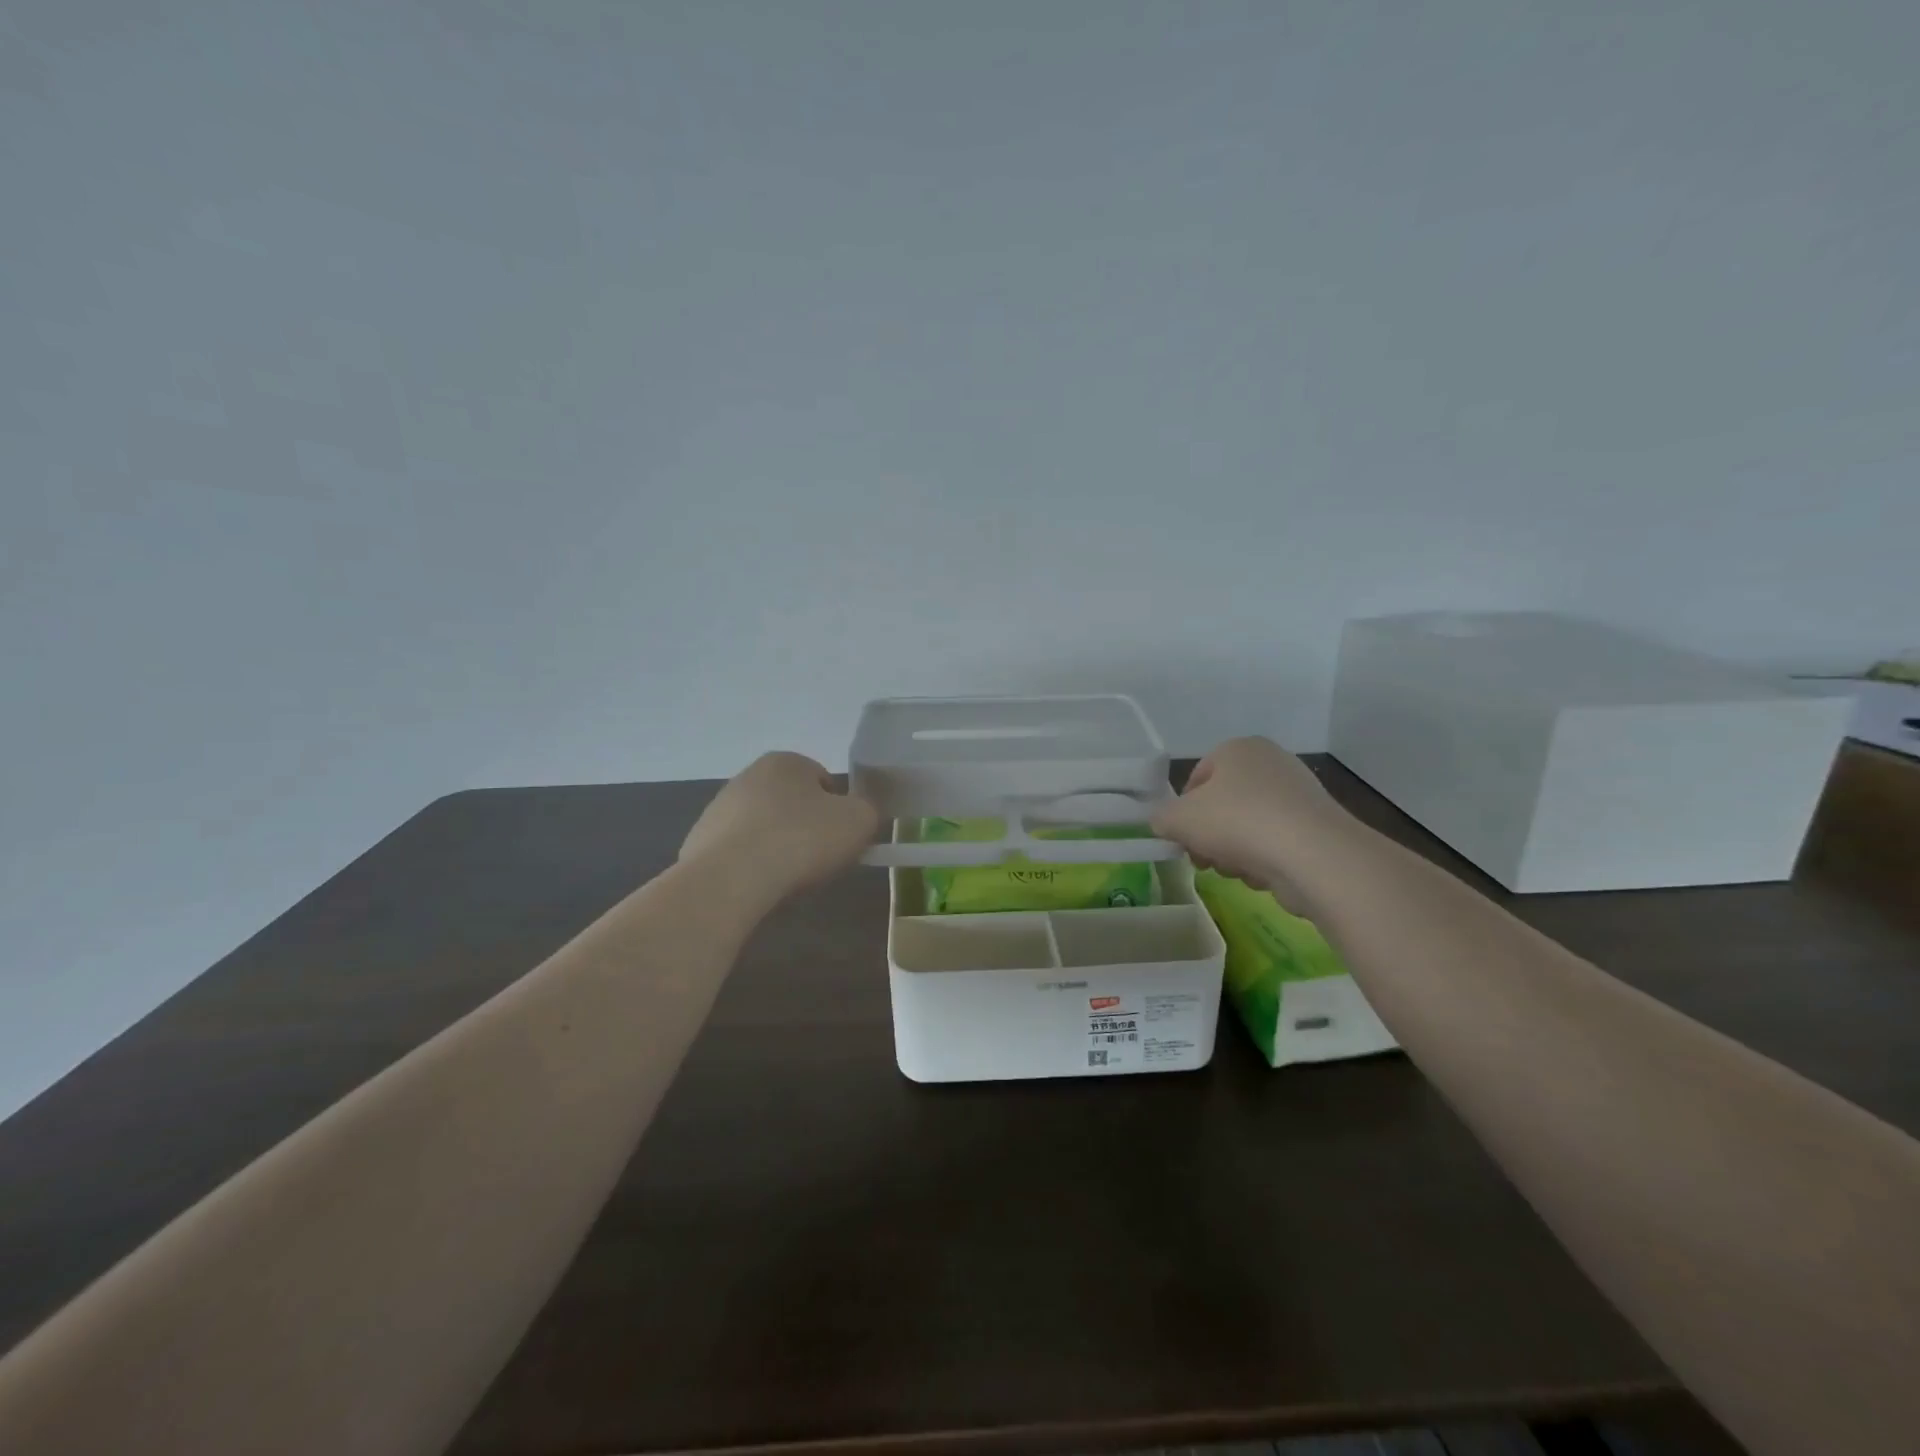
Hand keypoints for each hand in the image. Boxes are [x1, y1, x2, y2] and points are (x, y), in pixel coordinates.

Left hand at [680, 752, 879, 905]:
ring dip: (777, 848)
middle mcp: (748, 776)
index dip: (839, 812)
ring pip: (764, 829)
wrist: (730, 879)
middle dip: (806, 829)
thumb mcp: (858, 821)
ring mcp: (718, 809)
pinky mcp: (699, 842)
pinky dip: (750, 867)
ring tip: (787, 879)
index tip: (841, 840)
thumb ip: (867, 811)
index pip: (824, 781)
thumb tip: (857, 815)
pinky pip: (738, 854)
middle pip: (792, 804)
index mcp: (786, 762)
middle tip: (819, 860)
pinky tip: (757, 886)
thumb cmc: (801, 840)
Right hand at [1152, 737, 1352, 905]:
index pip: (1196, 777)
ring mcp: (1299, 795)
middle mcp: (1271, 763)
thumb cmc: (1238, 822)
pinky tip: (1263, 875)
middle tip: (1203, 860)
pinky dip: (1264, 860)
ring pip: (1247, 828)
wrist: (1313, 855)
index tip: (1181, 838)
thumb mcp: (1178, 819)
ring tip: (1235, 870)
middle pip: (1222, 805)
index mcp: (1238, 749)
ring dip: (1233, 852)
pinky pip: (1275, 844)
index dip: (1182, 811)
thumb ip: (1162, 819)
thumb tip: (1165, 824)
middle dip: (1209, 836)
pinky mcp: (1317, 827)